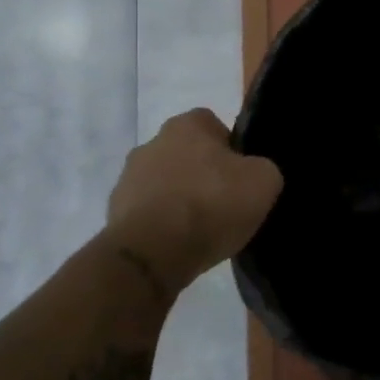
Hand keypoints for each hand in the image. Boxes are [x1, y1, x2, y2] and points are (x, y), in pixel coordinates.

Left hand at [107, 109, 282, 290]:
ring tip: (202, 229)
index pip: (214, 125)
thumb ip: (263, 167)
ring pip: (166, 182)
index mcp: (186, 124)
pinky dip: (163, 223)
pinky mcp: (114, 213)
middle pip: (188, 154)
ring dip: (181, 198)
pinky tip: (179, 243)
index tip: (241, 177)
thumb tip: (253, 174)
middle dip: (203, 173)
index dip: (232, 149)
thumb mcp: (264, 181)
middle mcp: (152, 142)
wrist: (152, 254)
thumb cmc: (211, 204)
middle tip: (224, 202)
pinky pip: (149, 212)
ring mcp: (127, 178)